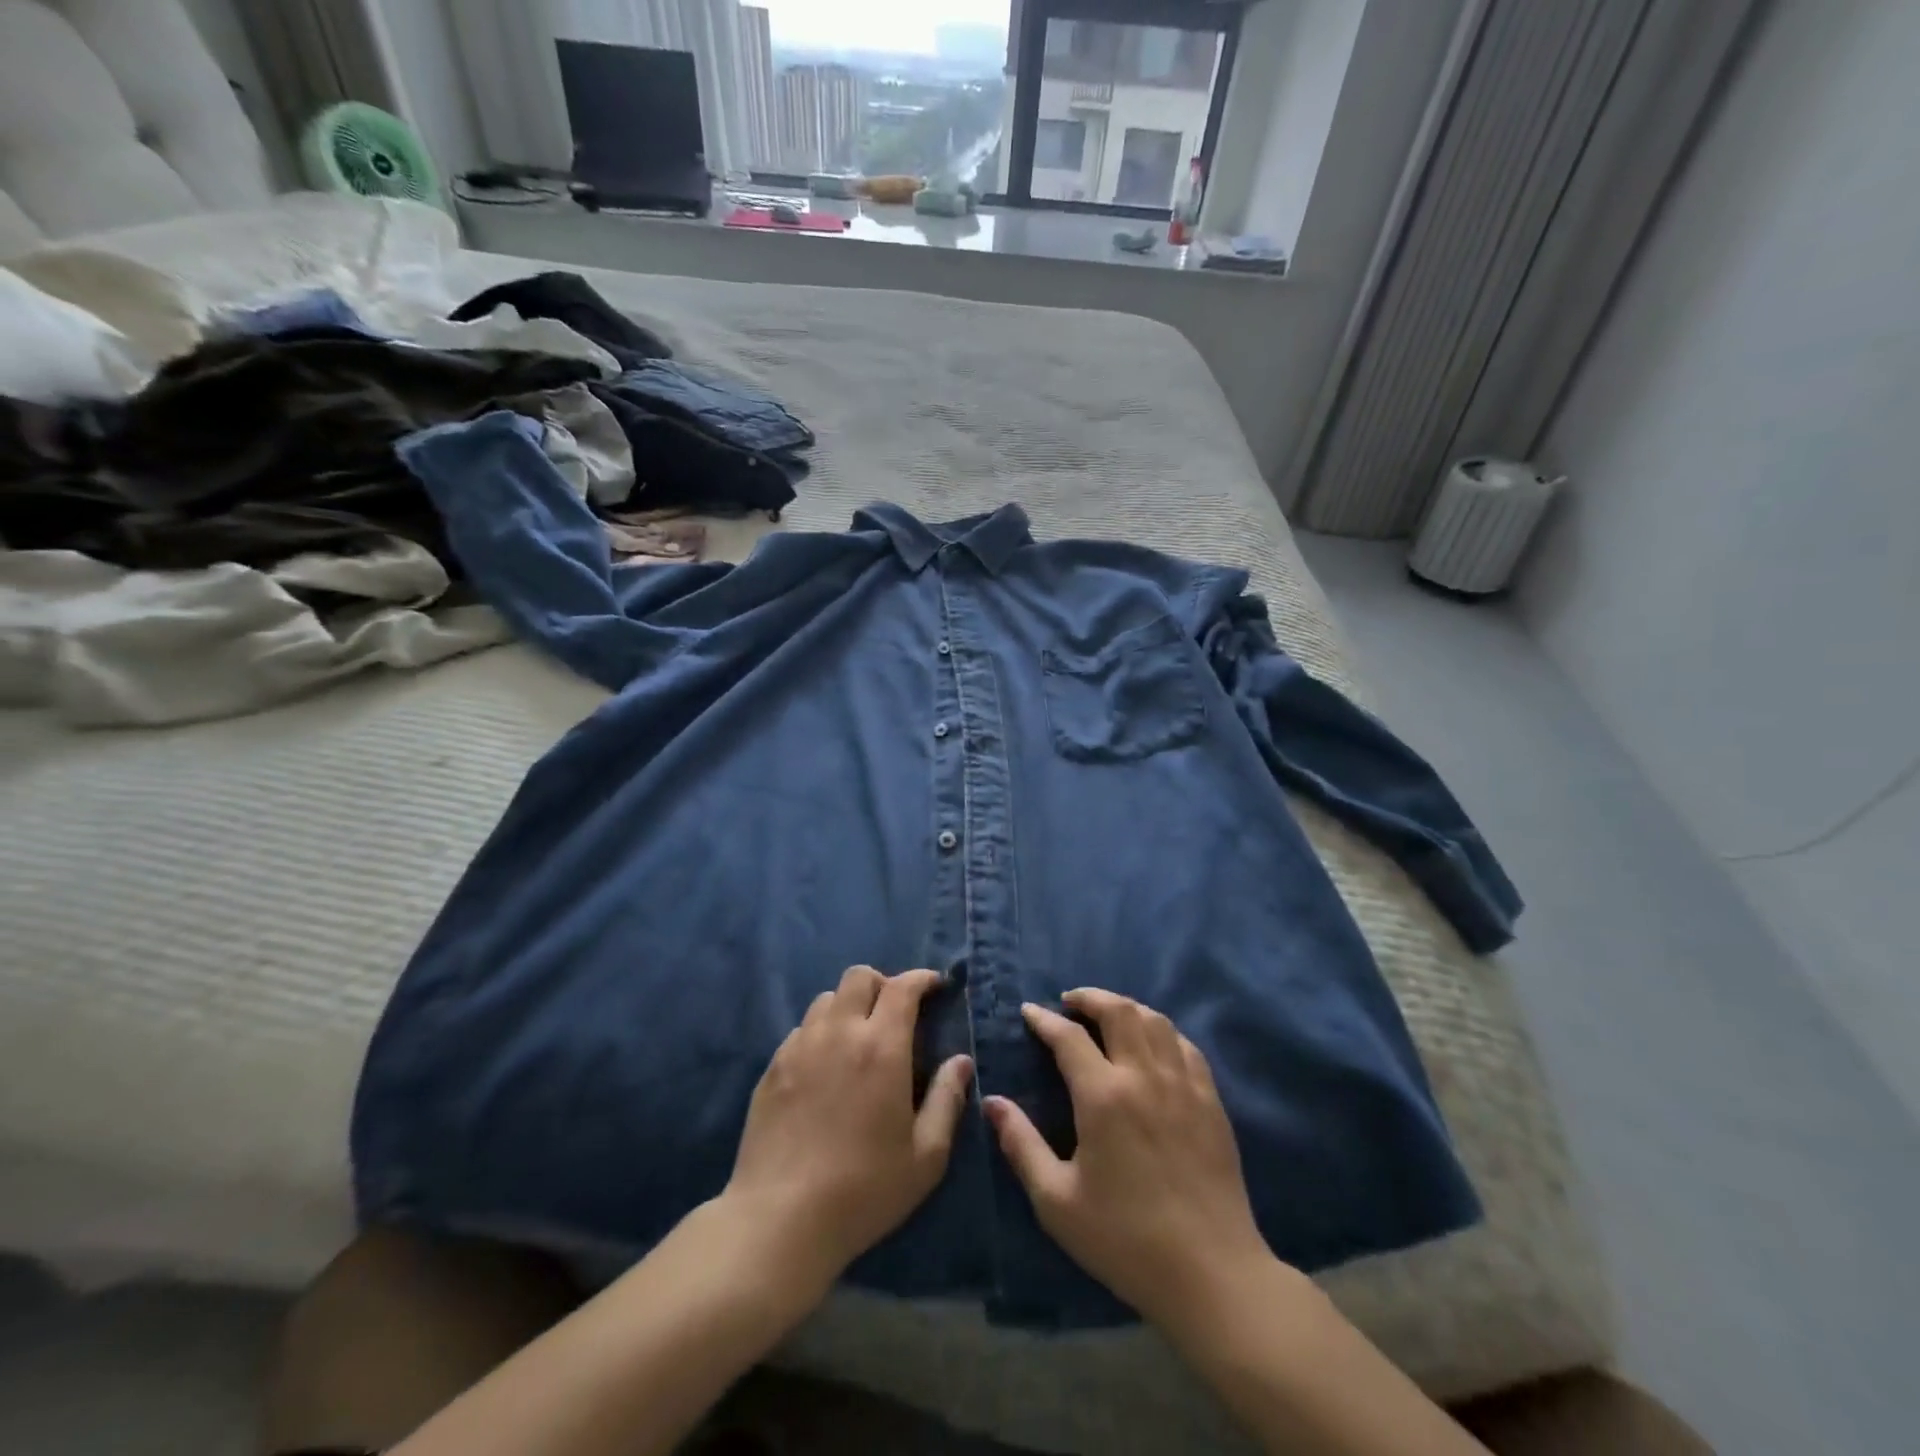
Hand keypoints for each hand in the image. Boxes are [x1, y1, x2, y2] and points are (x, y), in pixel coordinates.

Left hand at [724, 966, 972, 1286]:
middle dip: (883, 984)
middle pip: (859, 976)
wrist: (780, 1219)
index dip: (922, 978)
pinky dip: (821, 1032)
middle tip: (895, 1014)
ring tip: (858, 1039)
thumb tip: (961, 1061)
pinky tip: (825, 1068)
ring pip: (827, 999)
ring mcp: (800, 1046)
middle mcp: (839, 1032)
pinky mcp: (772, 1066)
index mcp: (881, 1046)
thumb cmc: (863, 1189)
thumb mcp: (925, 1156)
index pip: (903, 987)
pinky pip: (802, 1029)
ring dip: (849, 1006)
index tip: (935, 987)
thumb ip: (947, 1100)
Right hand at [983, 989, 1271, 1330]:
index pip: (1068, 1037)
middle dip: (1089, 997)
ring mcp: (1184, 1085)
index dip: (1044, 1020)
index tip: (1029, 1012)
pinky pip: (1186, 1046)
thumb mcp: (1056, 1201)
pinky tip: (1153, 1043)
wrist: (1211, 1274)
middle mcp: (1144, 1076)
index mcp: (1104, 1097)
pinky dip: (1163, 1031)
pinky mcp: (1211, 1101)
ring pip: (1155, 1020)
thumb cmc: (1125, 1240)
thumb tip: (992, 1103)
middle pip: (1118, 1010)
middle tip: (1069, 1001)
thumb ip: (1021, 1145)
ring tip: (1107, 1014)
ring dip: (1126, 1007)